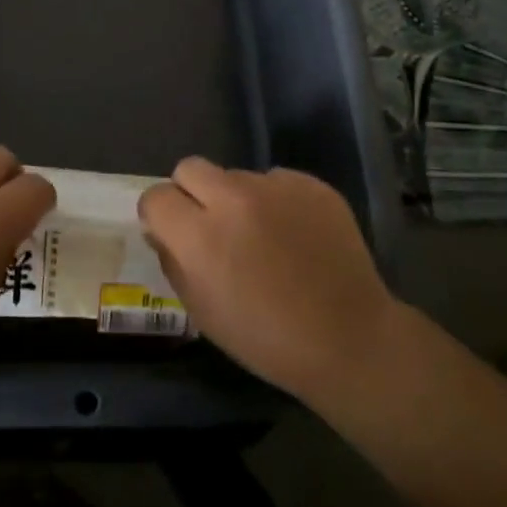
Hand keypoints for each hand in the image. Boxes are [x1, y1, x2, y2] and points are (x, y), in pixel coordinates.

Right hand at [139, 159, 395, 404]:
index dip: (160, 215)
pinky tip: (294, 234)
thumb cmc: (266, 339)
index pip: (156, 197)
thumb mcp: (203, 312)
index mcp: (201, 236)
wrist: (349, 339)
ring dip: (236, 198)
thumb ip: (173, 262)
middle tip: (210, 225)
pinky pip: (276, 180)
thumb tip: (161, 232)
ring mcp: (276, 186)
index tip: (173, 233)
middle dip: (191, 193)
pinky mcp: (311, 184)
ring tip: (261, 235)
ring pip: (236, 175)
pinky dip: (275, 201)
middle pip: (190, 168)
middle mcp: (234, 199)